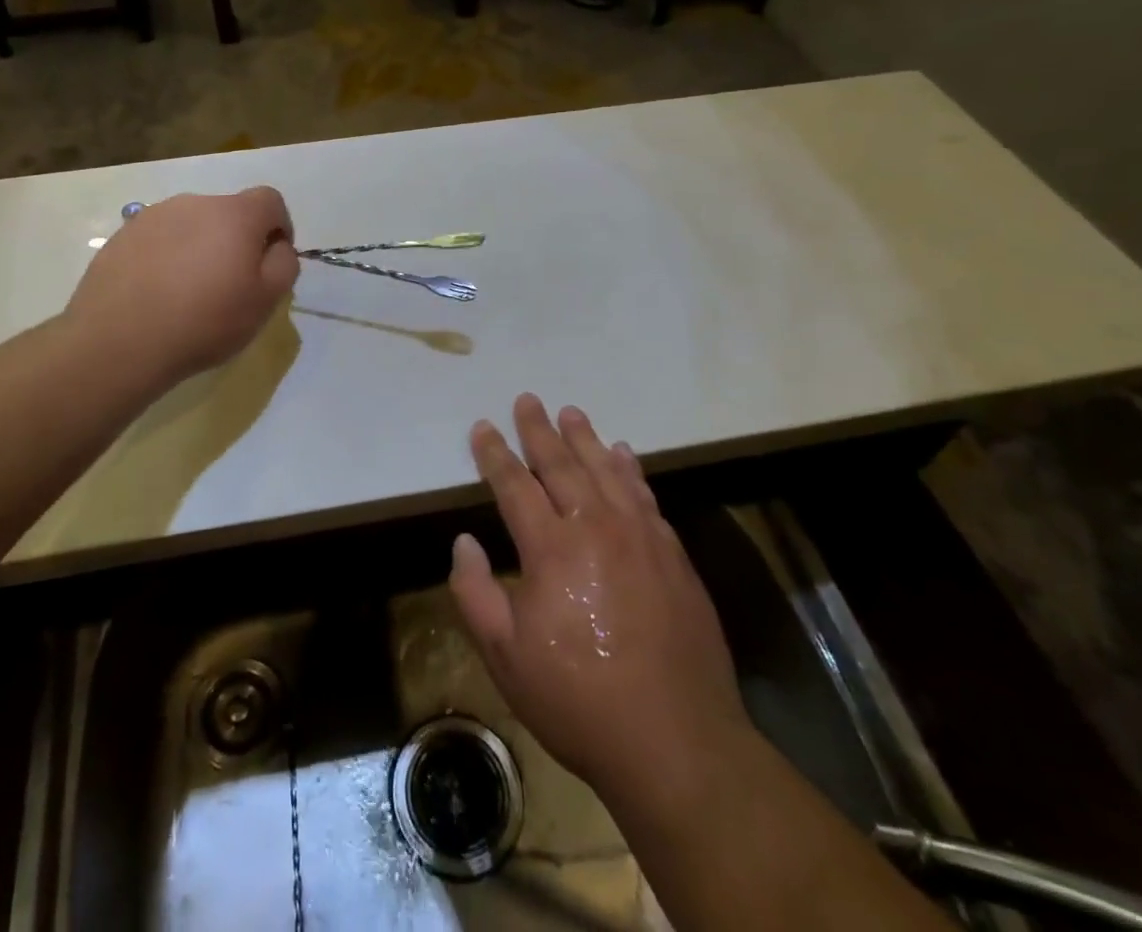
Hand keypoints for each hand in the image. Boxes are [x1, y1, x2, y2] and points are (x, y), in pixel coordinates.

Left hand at [65, 189, 299, 388]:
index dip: (279, 227)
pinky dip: (167, 258)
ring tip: (189, 293)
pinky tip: (158, 294)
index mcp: (234, 214)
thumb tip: (277, 246)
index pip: (270, 200)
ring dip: (199, 248)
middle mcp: (194, 203)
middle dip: (236, 241)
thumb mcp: (266, 301)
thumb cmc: (205, 320)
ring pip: (191, 225)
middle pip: (228, 213)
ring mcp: (153, 217)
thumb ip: (284, 264)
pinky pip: (159, 240)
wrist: (119, 341)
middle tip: (230, 285)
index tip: (271, 262)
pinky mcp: (122, 236)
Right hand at [449, 395, 752, 803]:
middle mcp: (596, 527)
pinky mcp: (673, 555)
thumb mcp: (506, 656)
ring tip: (571, 413)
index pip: (514, 485)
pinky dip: (630, 469)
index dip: (494, 454)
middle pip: (562, 464)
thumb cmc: (579, 699)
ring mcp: (641, 537)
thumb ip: (475, 592)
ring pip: (607, 470)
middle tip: (527, 400)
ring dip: (585, 439)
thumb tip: (463, 542)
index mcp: (551, 548)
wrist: (677, 741)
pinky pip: (645, 495)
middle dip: (539, 430)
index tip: (482, 427)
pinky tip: (623, 455)